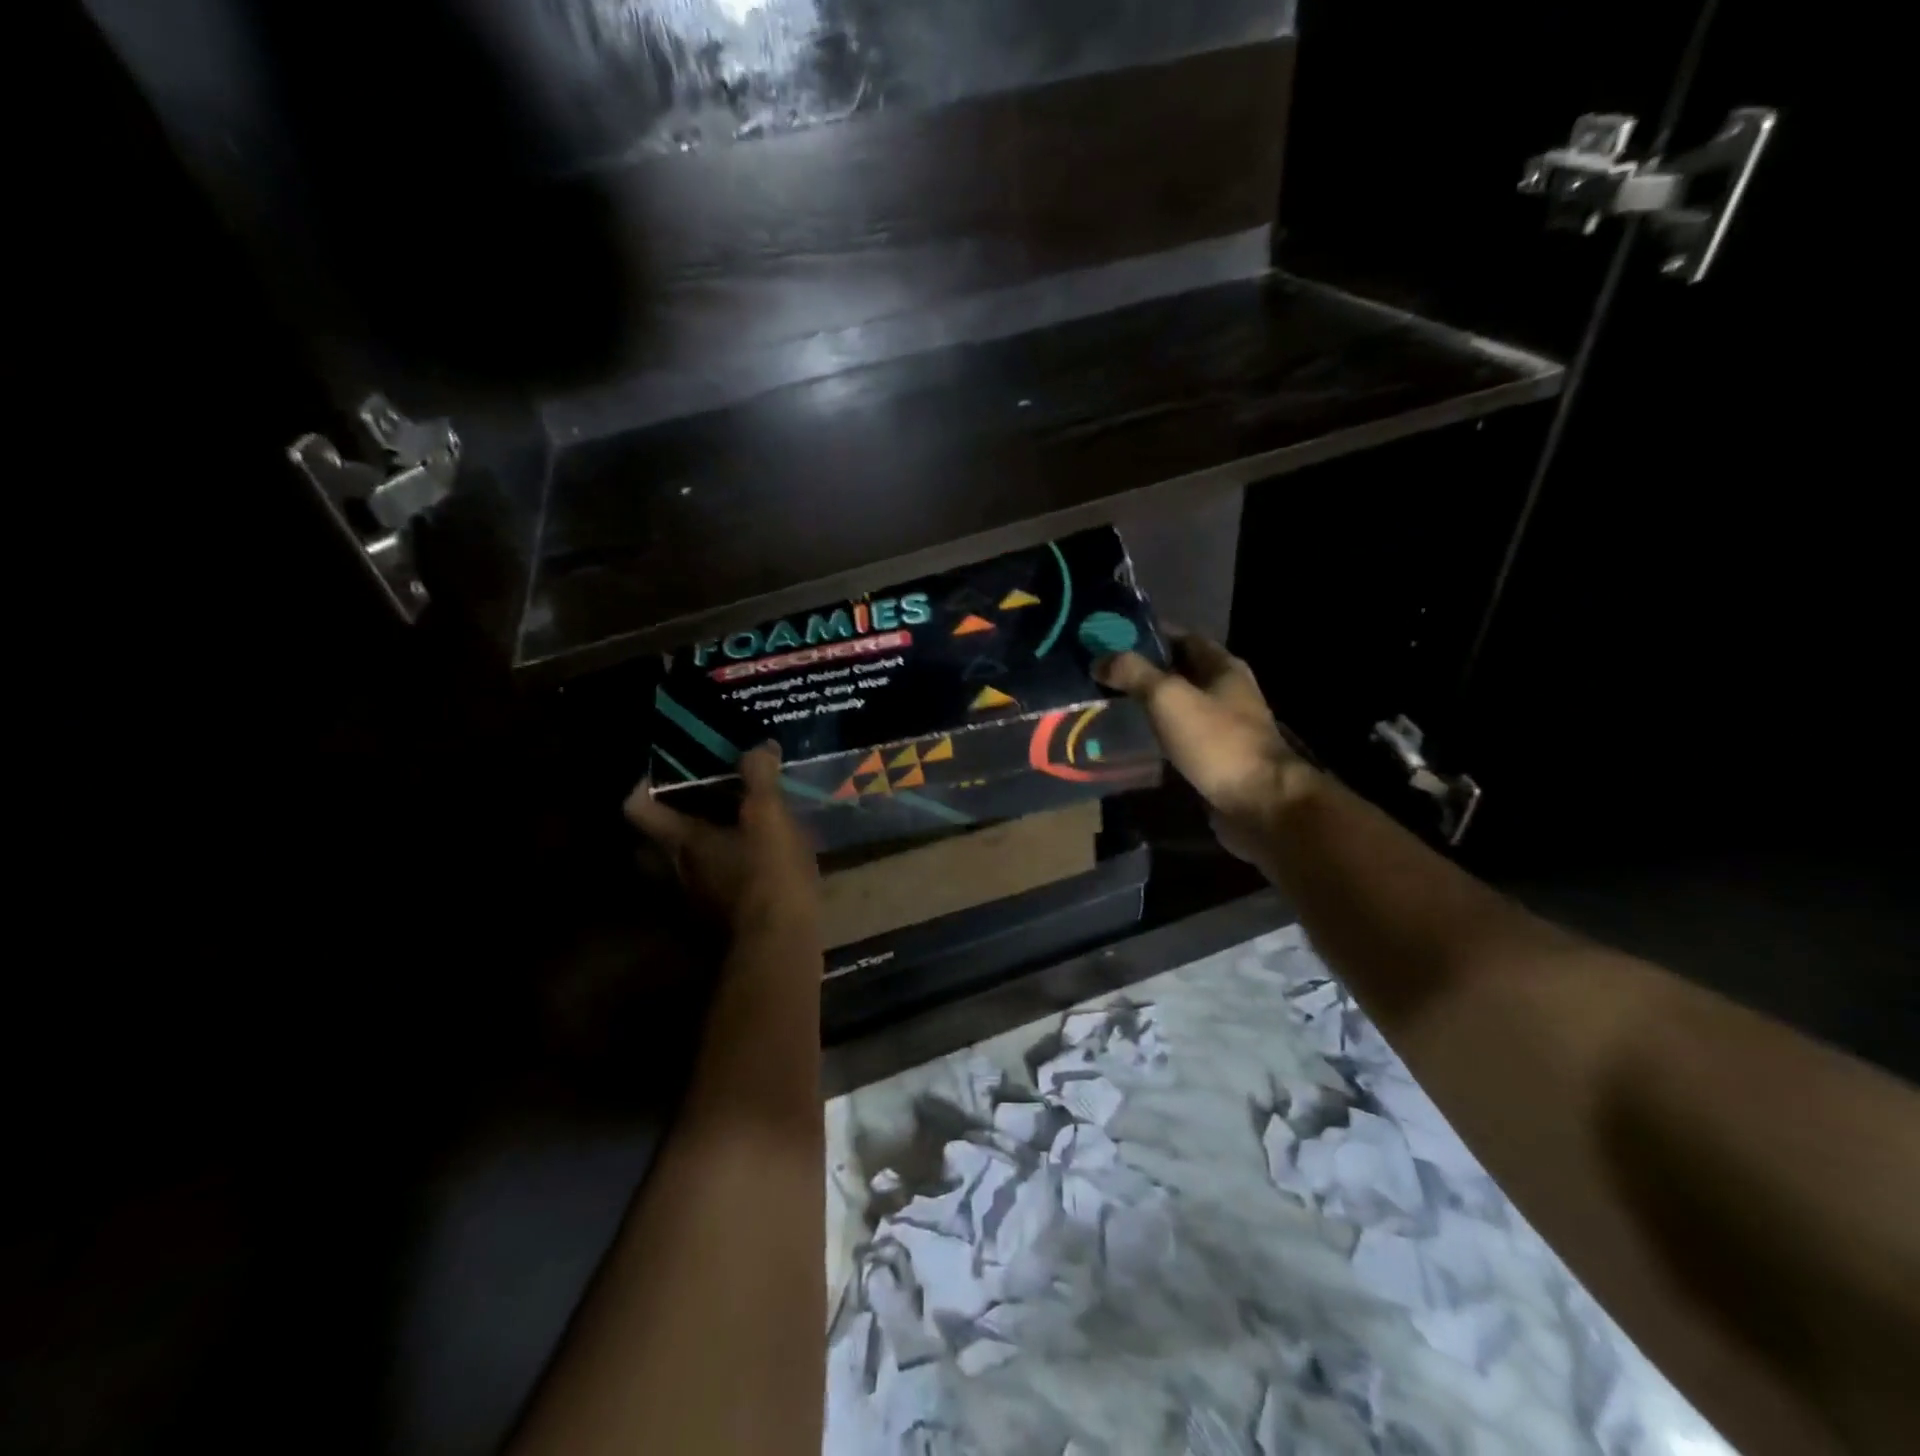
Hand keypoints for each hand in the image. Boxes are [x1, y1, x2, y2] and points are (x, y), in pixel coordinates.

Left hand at [624, 743, 820, 937]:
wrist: (778, 947)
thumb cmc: (767, 876)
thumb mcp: (770, 817)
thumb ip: (760, 778)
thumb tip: (759, 746)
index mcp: (678, 842)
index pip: (636, 808)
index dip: (643, 786)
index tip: (664, 773)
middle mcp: (671, 874)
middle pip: (648, 844)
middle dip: (666, 824)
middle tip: (696, 806)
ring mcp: (687, 905)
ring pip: (673, 872)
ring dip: (690, 854)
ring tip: (724, 838)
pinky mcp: (709, 928)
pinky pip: (701, 894)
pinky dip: (713, 880)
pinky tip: (743, 874)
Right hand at [1095, 633, 1316, 856]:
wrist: (1258, 803)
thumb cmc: (1216, 741)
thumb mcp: (1169, 698)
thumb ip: (1134, 673)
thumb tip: (1100, 659)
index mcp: (1222, 667)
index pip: (1182, 636)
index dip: (1148, 634)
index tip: (1111, 638)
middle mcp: (1227, 691)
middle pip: (1180, 671)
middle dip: (1144, 670)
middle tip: (1103, 673)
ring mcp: (1224, 726)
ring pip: (1179, 704)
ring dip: (1150, 703)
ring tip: (1110, 703)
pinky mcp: (1216, 757)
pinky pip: (1181, 735)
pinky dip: (1158, 732)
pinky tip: (1133, 738)